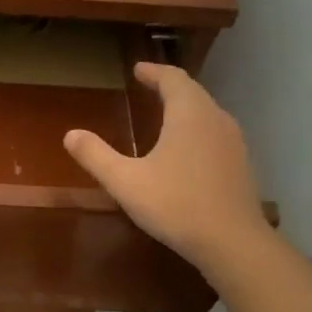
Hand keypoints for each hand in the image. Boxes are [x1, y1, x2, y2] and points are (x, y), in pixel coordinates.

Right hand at [64, 62, 268, 276]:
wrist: (232, 242)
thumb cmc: (175, 204)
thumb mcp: (125, 181)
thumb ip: (96, 156)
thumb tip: (70, 134)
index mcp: (189, 113)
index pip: (172, 78)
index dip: (154, 71)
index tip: (138, 69)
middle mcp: (215, 119)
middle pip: (192, 92)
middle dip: (169, 86)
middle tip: (149, 86)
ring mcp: (233, 142)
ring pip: (207, 113)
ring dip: (186, 108)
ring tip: (166, 115)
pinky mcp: (240, 165)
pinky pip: (215, 135)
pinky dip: (197, 131)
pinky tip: (187, 151)